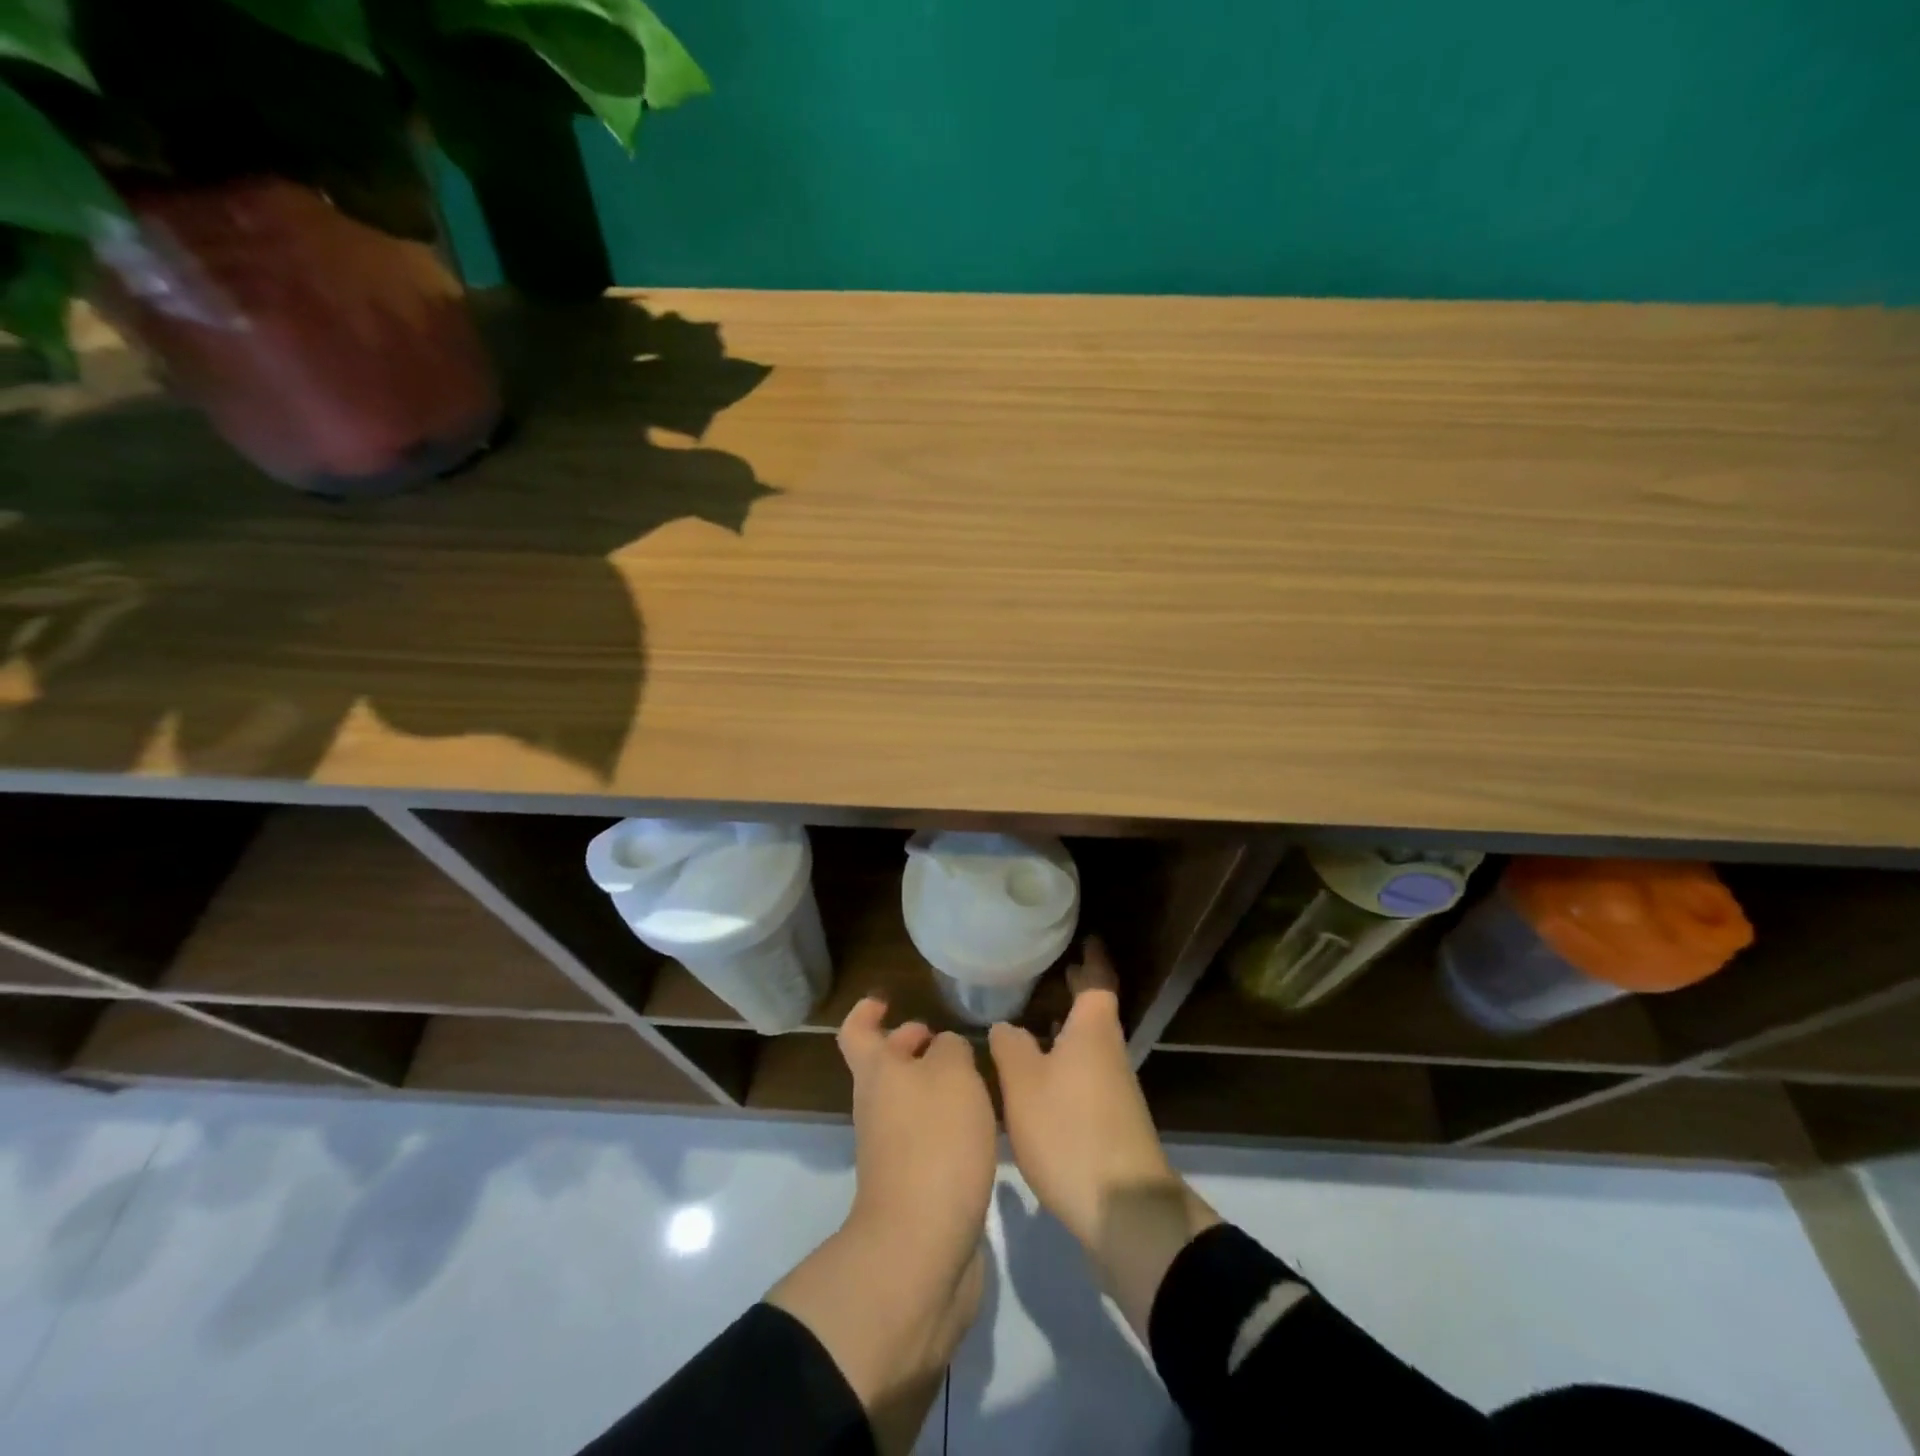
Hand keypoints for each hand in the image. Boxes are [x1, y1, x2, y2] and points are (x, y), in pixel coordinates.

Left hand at [767, 999, 995, 1455]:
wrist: (921, 1247)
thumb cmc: (934, 1143)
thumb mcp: (952, 1074)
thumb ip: (951, 1049)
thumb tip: (946, 1051)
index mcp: (878, 1073)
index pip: (857, 1031)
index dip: (868, 1010)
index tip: (889, 999)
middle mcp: (878, 1107)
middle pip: (886, 1066)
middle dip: (912, 1046)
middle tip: (948, 1039)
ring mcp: (893, 1150)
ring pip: (910, 1102)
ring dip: (936, 1086)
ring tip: (980, 1078)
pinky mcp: (916, 1185)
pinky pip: (928, 1137)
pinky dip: (949, 1123)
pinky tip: (984, 1126)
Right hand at [990, 938, 1218, 1336]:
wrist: (1123, 1210)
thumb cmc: (1070, 1130)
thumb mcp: (1024, 1084)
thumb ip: (1010, 1046)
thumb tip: (1006, 1026)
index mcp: (1093, 1030)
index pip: (1098, 979)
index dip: (1092, 957)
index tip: (1086, 937)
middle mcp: (1109, 1051)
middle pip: (1094, 1010)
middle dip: (1076, 990)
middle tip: (1051, 970)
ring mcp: (1114, 1088)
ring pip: (1088, 1043)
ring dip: (1068, 1027)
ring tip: (1034, 1018)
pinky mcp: (1110, 1120)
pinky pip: (1085, 1072)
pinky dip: (1066, 1059)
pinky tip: (1040, 1075)